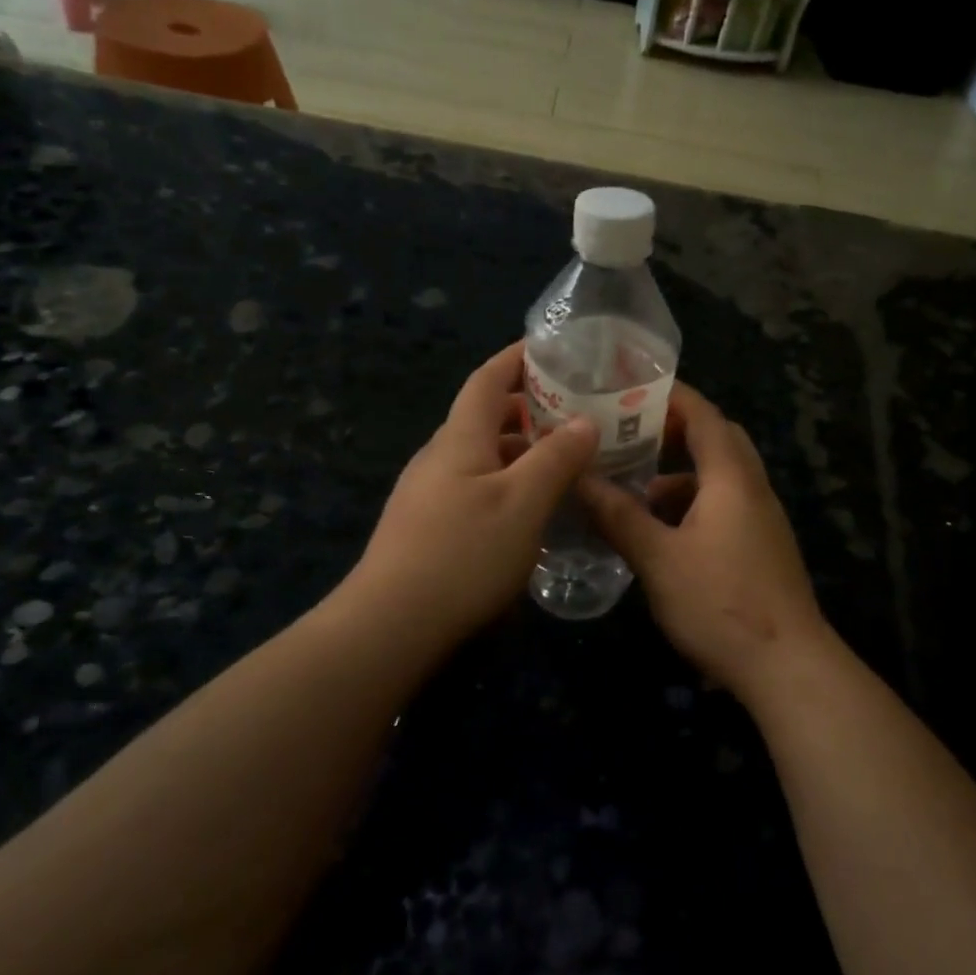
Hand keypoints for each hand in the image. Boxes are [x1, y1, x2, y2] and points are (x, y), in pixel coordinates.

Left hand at [346, 341, 596, 648]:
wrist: (391, 626)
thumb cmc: (463, 555)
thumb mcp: (523, 503)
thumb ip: (556, 458)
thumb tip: (585, 420)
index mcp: (459, 438)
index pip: (488, 379)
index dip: (518, 357)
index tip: (554, 348)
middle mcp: (439, 457)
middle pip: (484, 416)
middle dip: (528, 406)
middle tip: (576, 411)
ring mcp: (428, 493)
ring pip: (481, 455)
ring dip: (520, 449)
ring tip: (564, 461)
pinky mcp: (427, 526)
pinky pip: (474, 486)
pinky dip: (507, 481)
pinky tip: (530, 508)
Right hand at [579, 383, 831, 697]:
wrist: (787, 666)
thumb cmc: (720, 604)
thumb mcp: (658, 559)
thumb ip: (619, 516)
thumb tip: (579, 479)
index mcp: (732, 478)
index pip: (704, 415)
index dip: (671, 395)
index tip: (631, 386)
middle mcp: (753, 489)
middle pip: (718, 439)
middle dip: (676, 429)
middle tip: (632, 430)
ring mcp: (762, 520)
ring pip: (722, 476)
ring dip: (684, 471)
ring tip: (638, 483)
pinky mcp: (762, 547)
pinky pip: (726, 505)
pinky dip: (694, 503)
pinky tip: (663, 531)